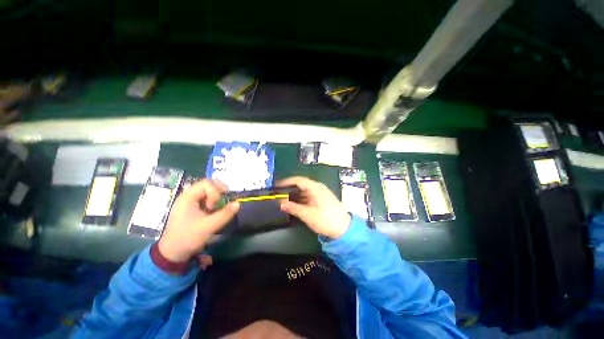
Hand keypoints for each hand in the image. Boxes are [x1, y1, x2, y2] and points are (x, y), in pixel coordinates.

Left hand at [158, 179, 239, 262]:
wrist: (172, 253)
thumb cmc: (189, 237)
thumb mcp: (209, 226)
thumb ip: (225, 214)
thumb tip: (238, 203)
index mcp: (188, 197)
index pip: (207, 183)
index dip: (215, 192)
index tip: (215, 206)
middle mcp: (188, 196)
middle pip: (208, 185)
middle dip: (218, 192)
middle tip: (223, 202)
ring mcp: (189, 202)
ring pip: (208, 192)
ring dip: (217, 198)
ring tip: (218, 208)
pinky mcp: (192, 209)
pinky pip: (206, 199)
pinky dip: (213, 203)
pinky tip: (214, 211)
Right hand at [278, 176, 350, 238]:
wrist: (344, 229)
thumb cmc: (326, 220)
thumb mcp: (308, 215)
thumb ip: (293, 208)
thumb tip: (281, 203)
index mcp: (315, 188)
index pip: (299, 180)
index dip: (287, 182)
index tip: (277, 186)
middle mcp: (318, 188)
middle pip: (301, 185)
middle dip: (289, 189)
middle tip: (278, 194)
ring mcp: (320, 194)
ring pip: (304, 191)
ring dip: (294, 195)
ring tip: (283, 200)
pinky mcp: (321, 200)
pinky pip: (308, 196)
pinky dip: (300, 199)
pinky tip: (294, 204)